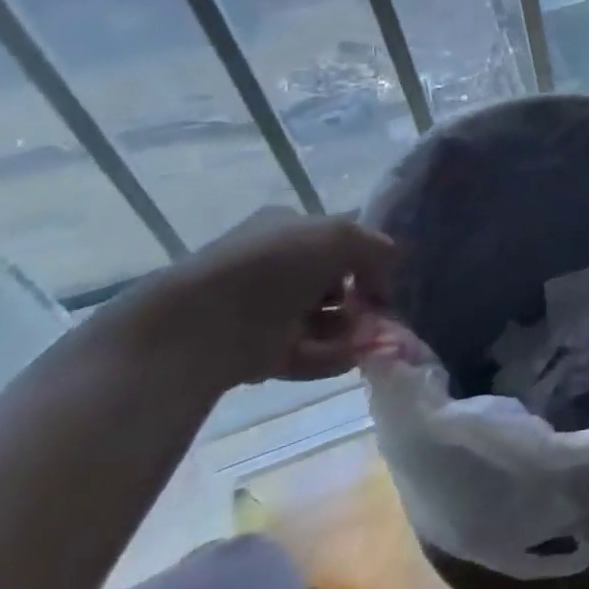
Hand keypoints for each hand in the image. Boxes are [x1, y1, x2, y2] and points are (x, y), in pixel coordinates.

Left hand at [121, 208, 402, 388]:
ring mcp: (267, 311)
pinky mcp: (260, 353)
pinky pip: (308, 353)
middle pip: (336, 283)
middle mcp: (278, 267)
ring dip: (352, 330)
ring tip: (367, 341)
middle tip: (382, 314)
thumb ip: (376, 248)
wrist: (197, 327)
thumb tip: (392, 270)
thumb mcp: (339, 236)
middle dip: (364, 299)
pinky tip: (349, 358)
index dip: (368, 257)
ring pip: (326, 320)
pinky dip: (331, 356)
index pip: (340, 240)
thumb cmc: (272, 266)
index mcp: (288, 230)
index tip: (389, 278)